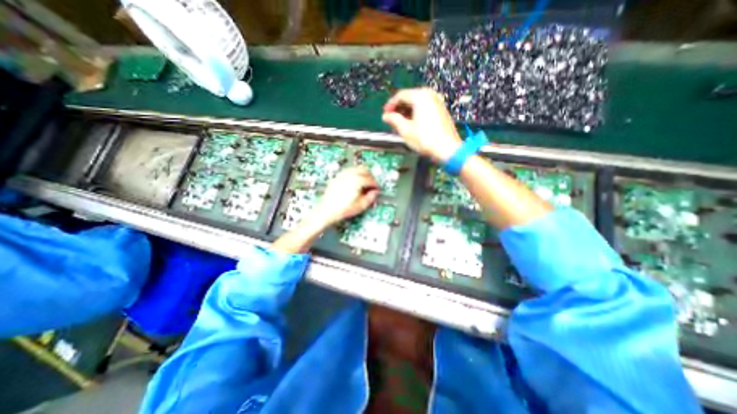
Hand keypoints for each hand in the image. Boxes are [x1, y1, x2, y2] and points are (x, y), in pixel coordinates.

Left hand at [312, 167, 379, 228]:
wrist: (327, 210)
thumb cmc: (344, 209)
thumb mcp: (361, 206)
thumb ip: (370, 198)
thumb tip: (375, 192)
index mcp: (357, 181)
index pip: (370, 179)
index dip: (375, 184)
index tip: (377, 189)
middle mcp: (350, 174)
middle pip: (364, 169)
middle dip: (370, 176)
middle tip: (371, 184)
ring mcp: (343, 174)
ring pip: (356, 168)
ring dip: (362, 173)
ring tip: (364, 183)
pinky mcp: (337, 176)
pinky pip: (349, 171)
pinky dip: (354, 174)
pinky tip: (354, 182)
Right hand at [386, 88, 457, 162]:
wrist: (447, 149)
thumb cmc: (425, 139)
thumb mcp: (405, 130)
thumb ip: (393, 120)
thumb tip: (386, 116)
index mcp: (420, 96)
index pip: (400, 95)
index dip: (390, 105)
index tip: (385, 115)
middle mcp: (430, 95)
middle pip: (410, 98)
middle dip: (399, 109)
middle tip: (392, 120)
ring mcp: (438, 102)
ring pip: (417, 103)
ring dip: (407, 112)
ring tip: (400, 124)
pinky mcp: (442, 110)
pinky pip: (425, 107)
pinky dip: (416, 113)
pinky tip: (412, 124)